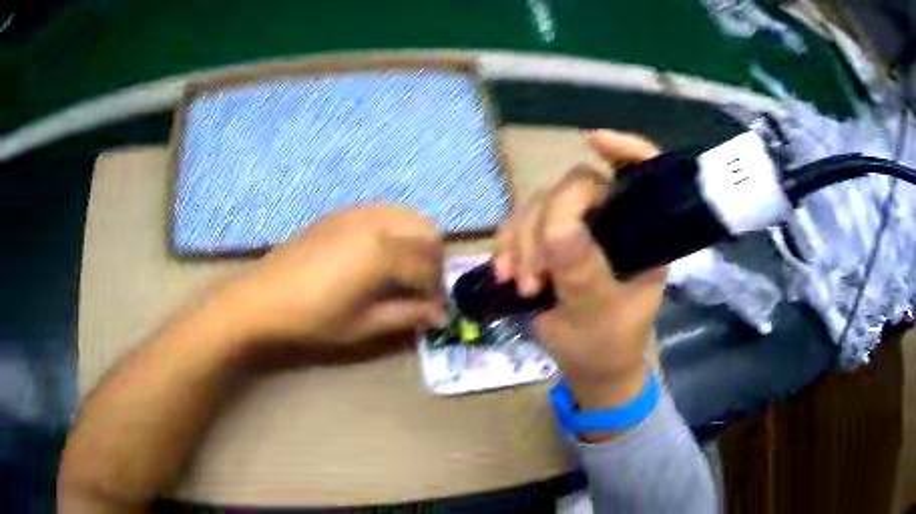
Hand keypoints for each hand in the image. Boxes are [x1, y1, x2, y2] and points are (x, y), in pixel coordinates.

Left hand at [216, 204, 447, 354]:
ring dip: (417, 240)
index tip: (437, 312)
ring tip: (406, 269)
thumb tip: (440, 316)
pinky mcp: (340, 213)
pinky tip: (380, 254)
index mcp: (380, 252)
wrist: (262, 299)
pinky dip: (395, 228)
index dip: (437, 292)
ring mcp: (356, 213)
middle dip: (434, 259)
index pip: (427, 267)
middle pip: (427, 230)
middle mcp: (374, 223)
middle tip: (424, 288)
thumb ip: (406, 315)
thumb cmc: (311, 319)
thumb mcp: (362, 325)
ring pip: (407, 214)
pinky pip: (382, 211)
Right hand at [493, 130, 666, 408]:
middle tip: (534, 277)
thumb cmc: (606, 345)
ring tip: (520, 284)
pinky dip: (508, 245)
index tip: (592, 140)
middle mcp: (612, 224)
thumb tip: (556, 227)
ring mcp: (578, 231)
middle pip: (574, 188)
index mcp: (642, 236)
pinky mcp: (549, 244)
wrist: (588, 369)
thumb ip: (582, 271)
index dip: (627, 148)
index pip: (643, 175)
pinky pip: (520, 224)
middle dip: (546, 227)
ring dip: (522, 241)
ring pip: (540, 205)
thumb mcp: (597, 314)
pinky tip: (505, 273)